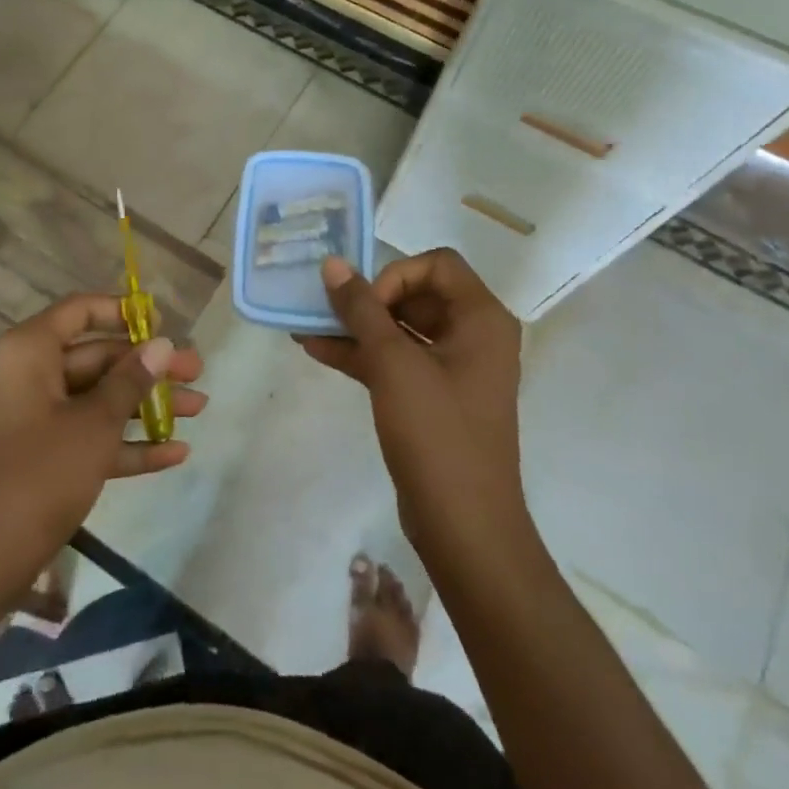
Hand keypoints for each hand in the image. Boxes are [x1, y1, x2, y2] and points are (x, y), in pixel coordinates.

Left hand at [0, 294, 205, 598]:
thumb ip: (130, 382)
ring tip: (199, 409)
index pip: (80, 311)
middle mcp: (29, 375)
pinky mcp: (41, 456)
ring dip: (146, 406)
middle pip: (96, 358)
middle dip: (149, 369)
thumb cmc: (38, 476)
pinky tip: (175, 453)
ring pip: (97, 399)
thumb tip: (163, 345)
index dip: (123, 312)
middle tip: (198, 374)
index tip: (163, 325)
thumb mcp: (93, 425)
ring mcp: (34, 418)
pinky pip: (88, 436)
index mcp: (30, 352)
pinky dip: (126, 442)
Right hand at [296, 249, 531, 575]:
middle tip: (326, 310)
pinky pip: (397, 360)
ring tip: (306, 326)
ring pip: (401, 329)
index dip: (395, 275)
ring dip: (357, 327)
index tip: (366, 305)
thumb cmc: (436, 433)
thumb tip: (333, 264)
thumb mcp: (393, 364)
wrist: (462, 525)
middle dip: (367, 300)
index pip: (437, 264)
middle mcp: (474, 336)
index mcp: (482, 319)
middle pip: (416, 294)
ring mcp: (454, 369)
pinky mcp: (434, 397)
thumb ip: (361, 309)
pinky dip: (362, 354)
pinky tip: (317, 350)